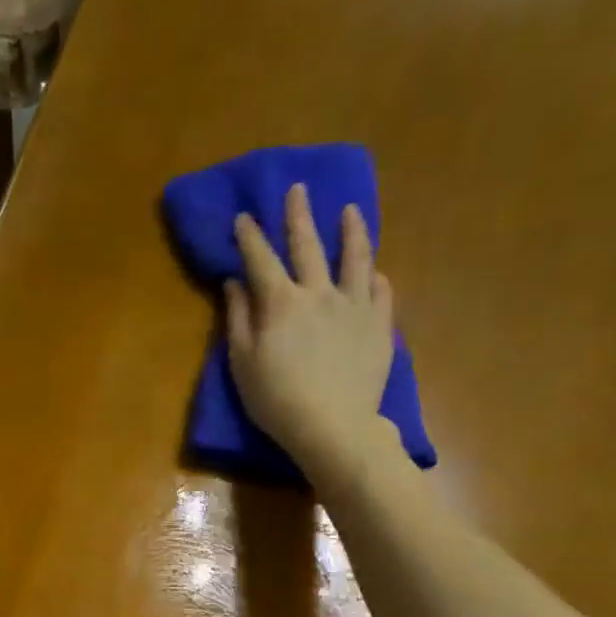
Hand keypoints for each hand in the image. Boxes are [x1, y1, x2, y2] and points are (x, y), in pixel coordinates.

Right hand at [226, 184, 396, 471]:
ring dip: (352, 231)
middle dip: (299, 216)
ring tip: (351, 210)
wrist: (332, 426)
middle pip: (308, 246)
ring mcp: (355, 306)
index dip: (250, 236)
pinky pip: (381, 291)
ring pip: (355, 258)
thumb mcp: (242, 363)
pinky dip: (376, 276)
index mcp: (281, 302)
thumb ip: (238, 319)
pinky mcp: (379, 325)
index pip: (260, 259)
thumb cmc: (276, 400)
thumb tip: (234, 283)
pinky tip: (375, 270)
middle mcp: (319, 293)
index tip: (243, 217)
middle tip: (298, 190)